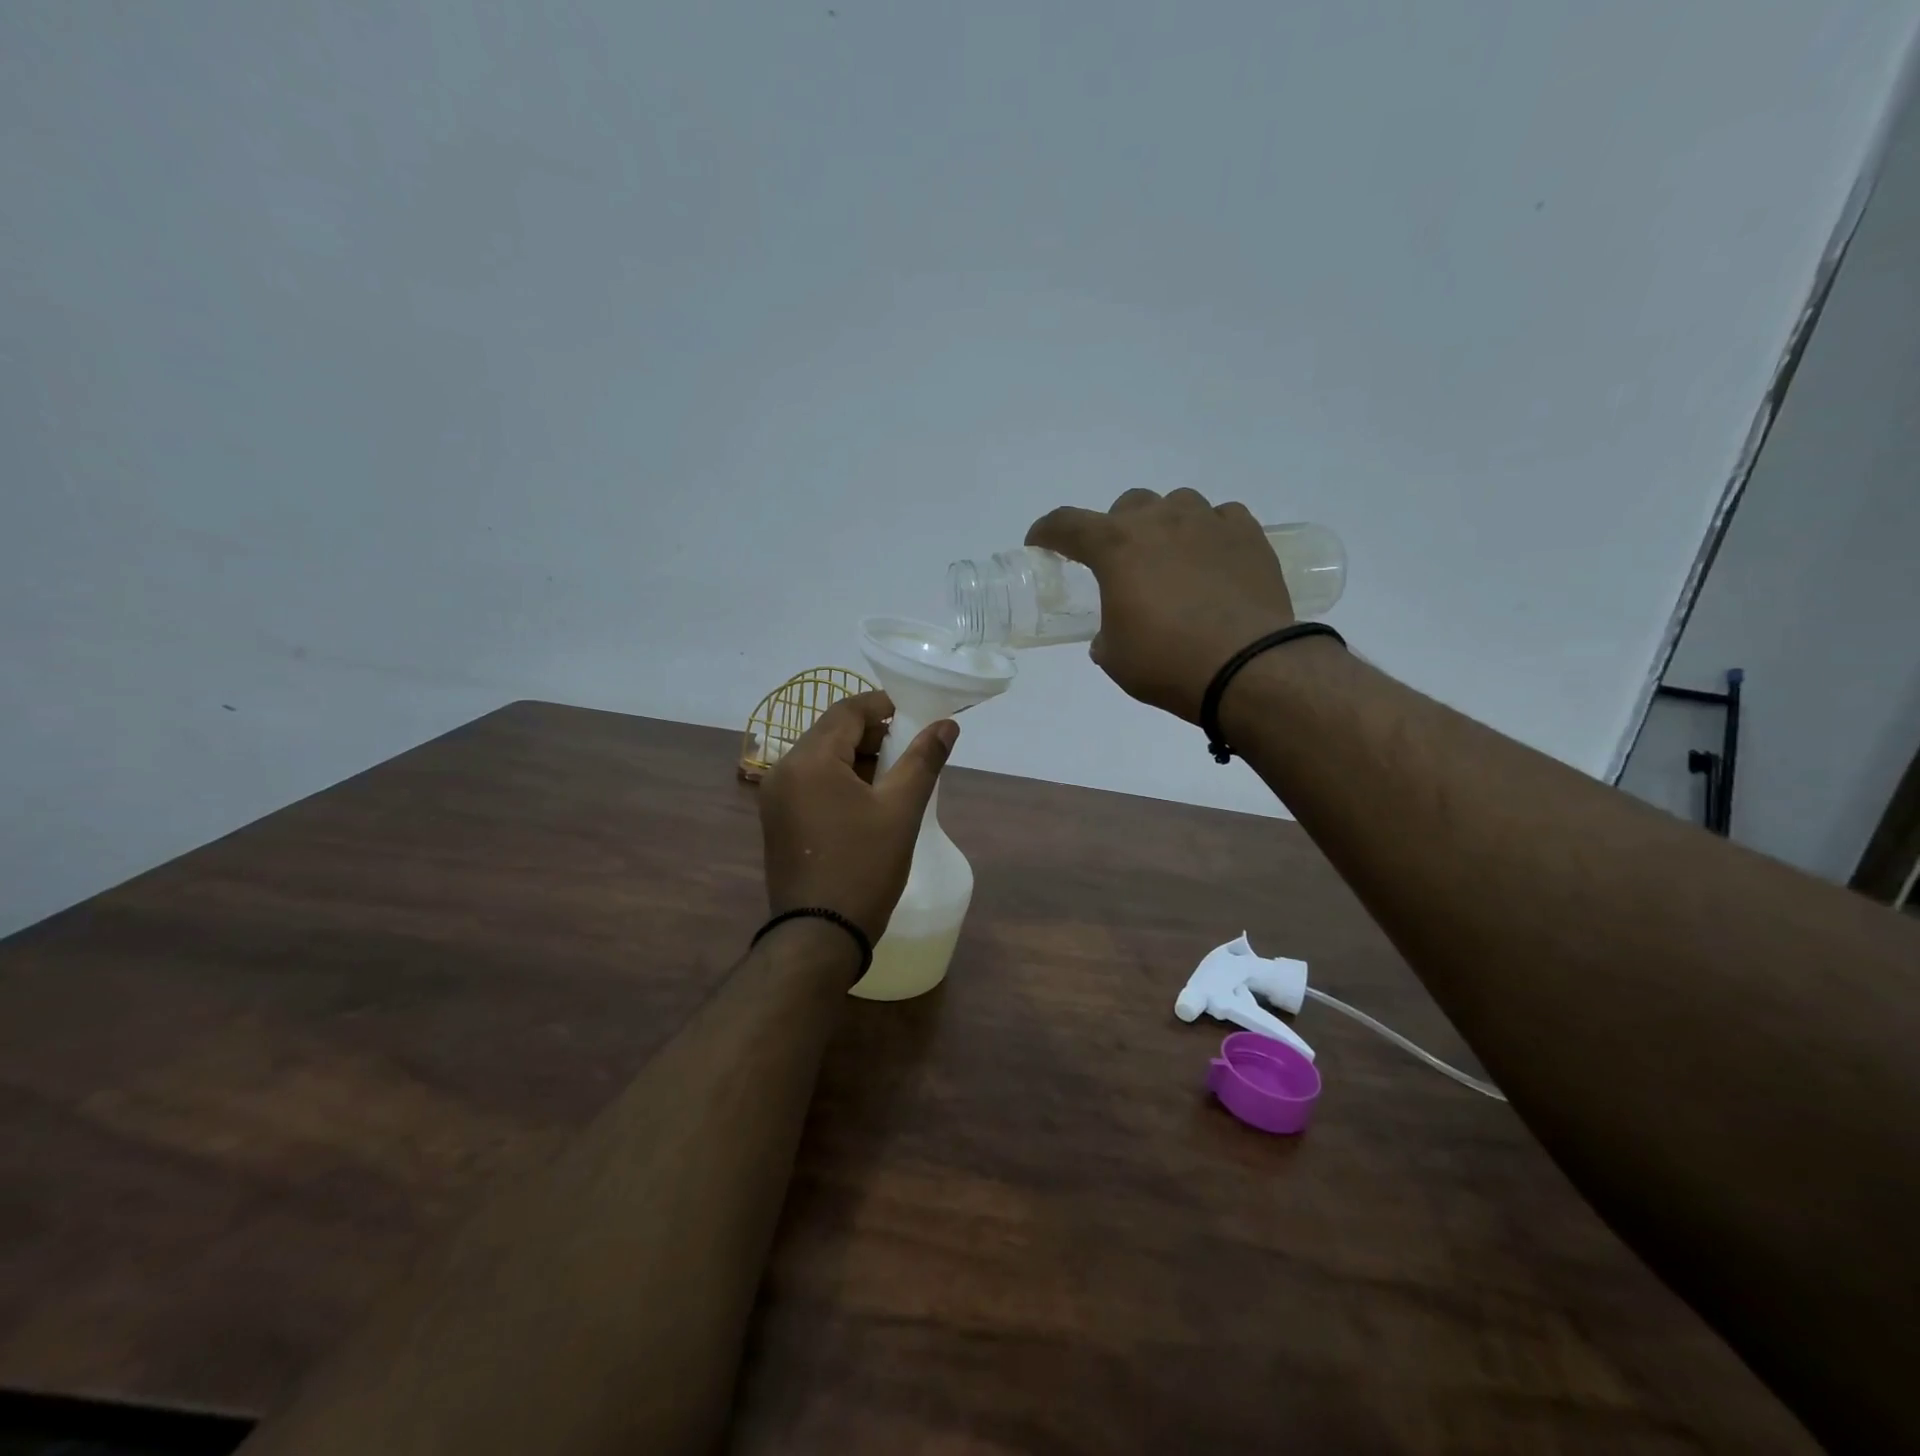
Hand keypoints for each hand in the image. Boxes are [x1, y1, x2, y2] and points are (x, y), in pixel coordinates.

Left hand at [759, 692, 956, 941]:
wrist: (819, 937)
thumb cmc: (863, 867)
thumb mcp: (901, 810)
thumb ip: (923, 760)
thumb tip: (946, 724)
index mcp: (808, 760)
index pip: (847, 710)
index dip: (884, 706)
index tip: (916, 717)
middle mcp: (783, 771)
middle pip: (832, 733)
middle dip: (873, 735)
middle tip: (911, 751)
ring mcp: (776, 799)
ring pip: (822, 759)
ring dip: (858, 759)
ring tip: (896, 779)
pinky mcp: (779, 821)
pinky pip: (812, 784)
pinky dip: (840, 781)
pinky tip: (869, 802)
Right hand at [1027, 488, 1295, 721]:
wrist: (1246, 667)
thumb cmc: (1166, 661)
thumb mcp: (1115, 656)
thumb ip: (1106, 632)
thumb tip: (1113, 631)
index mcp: (1116, 546)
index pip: (1067, 524)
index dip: (1047, 532)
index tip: (1039, 542)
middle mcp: (1160, 520)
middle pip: (1127, 505)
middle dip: (1116, 529)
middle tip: (1120, 563)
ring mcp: (1208, 522)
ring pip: (1177, 503)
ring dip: (1165, 525)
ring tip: (1171, 559)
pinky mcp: (1248, 535)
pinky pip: (1222, 518)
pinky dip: (1210, 533)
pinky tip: (1213, 561)